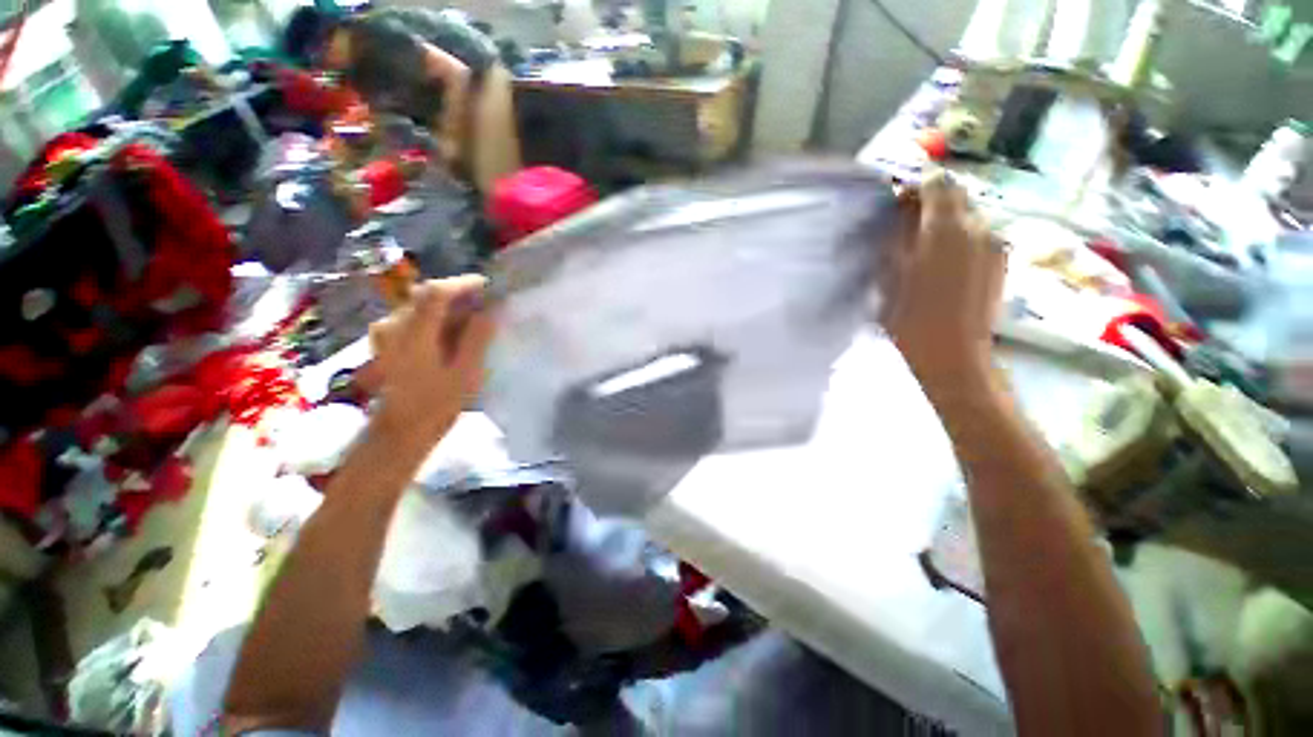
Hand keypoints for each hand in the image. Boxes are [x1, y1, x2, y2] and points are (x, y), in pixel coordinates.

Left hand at [369, 275, 494, 450]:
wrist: (399, 431)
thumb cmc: (436, 405)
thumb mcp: (465, 373)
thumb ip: (477, 338)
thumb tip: (490, 311)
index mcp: (413, 333)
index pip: (437, 292)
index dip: (464, 284)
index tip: (489, 288)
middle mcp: (394, 325)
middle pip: (427, 295)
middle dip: (458, 295)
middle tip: (485, 306)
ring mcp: (386, 332)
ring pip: (420, 305)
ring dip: (448, 307)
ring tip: (472, 321)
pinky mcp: (386, 341)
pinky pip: (414, 318)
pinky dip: (436, 318)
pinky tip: (450, 333)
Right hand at [880, 172, 1005, 386]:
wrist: (952, 354)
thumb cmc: (910, 316)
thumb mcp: (890, 273)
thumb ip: (895, 235)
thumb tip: (899, 211)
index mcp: (946, 227)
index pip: (937, 182)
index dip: (916, 187)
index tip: (897, 204)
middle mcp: (978, 226)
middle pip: (957, 196)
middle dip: (932, 203)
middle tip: (907, 228)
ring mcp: (995, 243)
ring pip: (969, 216)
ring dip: (947, 222)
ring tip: (925, 249)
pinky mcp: (1001, 261)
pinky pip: (979, 236)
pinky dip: (961, 239)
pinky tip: (945, 265)